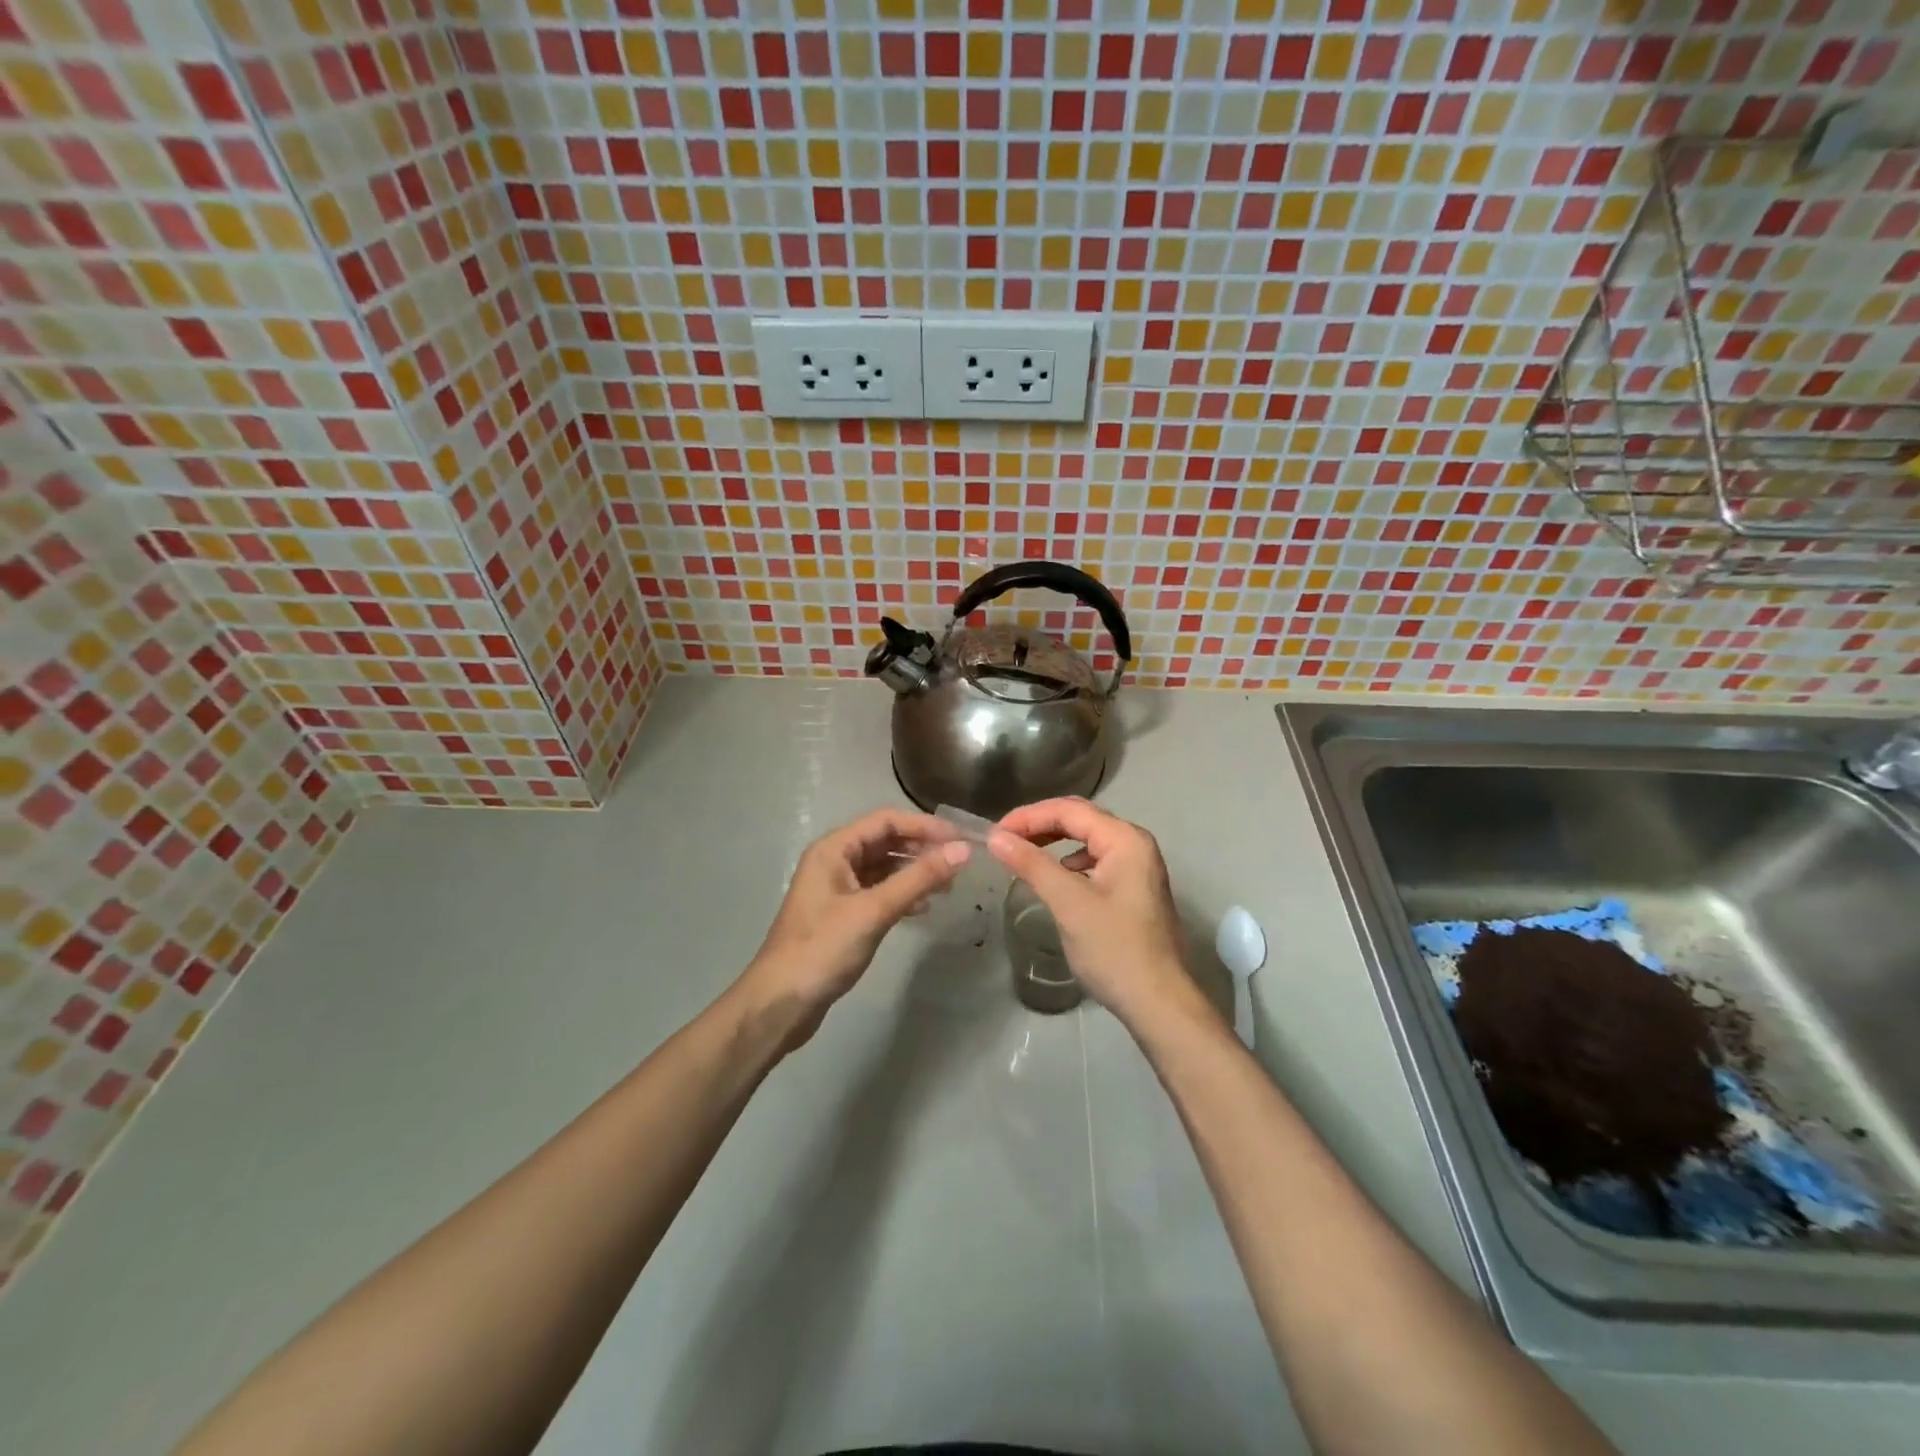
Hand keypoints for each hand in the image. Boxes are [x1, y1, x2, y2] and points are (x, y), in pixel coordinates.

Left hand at [733, 808, 970, 1047]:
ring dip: (914, 873)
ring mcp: (837, 889)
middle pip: (885, 841)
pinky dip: (902, 895)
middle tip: (958, 864)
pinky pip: (878, 892)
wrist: (781, 1004)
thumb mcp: (874, 911)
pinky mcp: (842, 915)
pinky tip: (922, 909)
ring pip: (883, 868)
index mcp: (833, 849)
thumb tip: (962, 851)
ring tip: (947, 886)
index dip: (924, 826)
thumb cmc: (823, 949)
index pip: (886, 821)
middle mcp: (834, 861)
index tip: (960, 839)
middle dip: (921, 849)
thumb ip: (919, 878)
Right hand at [989, 798, 1198, 1029]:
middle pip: (1080, 819)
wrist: (1158, 1002)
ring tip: (1022, 854)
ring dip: (1053, 841)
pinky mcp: (1133, 889)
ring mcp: (1137, 867)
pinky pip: (1095, 861)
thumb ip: (1032, 864)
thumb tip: (995, 838)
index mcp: (1125, 839)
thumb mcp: (1069, 903)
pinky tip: (1054, 877)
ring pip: (1087, 840)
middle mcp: (1135, 844)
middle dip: (1040, 825)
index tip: (995, 833)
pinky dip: (1068, 861)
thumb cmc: (1114, 949)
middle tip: (1004, 840)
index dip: (1029, 816)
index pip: (1070, 810)